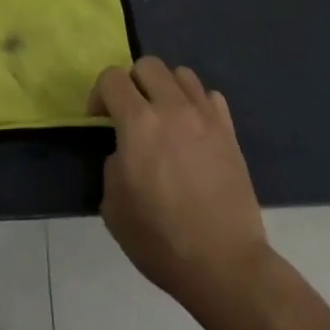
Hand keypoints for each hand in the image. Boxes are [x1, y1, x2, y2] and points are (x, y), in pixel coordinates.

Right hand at [88, 57, 271, 317]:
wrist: (225, 265)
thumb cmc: (161, 239)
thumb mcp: (113, 205)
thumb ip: (113, 164)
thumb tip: (125, 151)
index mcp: (139, 122)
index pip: (112, 77)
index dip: (99, 94)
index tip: (99, 120)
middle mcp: (172, 108)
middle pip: (148, 65)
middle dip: (132, 83)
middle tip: (131, 114)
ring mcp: (205, 117)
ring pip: (181, 74)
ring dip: (166, 88)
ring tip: (164, 118)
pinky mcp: (229, 132)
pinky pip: (210, 97)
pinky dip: (196, 104)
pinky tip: (192, 130)